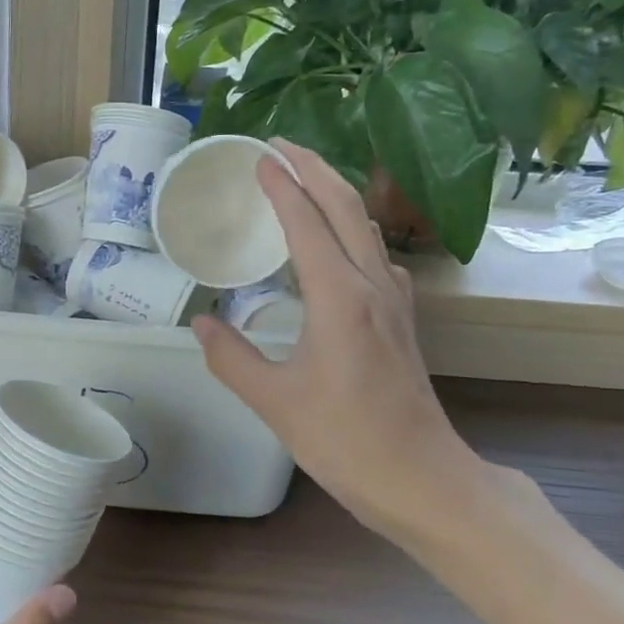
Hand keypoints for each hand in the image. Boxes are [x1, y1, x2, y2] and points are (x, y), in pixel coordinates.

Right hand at [190, 139, 486, 547]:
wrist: (421, 478)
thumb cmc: (345, 440)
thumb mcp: (274, 401)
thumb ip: (230, 357)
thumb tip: (202, 322)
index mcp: (339, 298)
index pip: (307, 222)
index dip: (282, 186)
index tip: (258, 158)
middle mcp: (372, 286)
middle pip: (346, 207)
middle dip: (313, 168)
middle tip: (279, 145)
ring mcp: (393, 301)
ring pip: (365, 227)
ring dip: (334, 193)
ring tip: (303, 179)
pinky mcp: (401, 319)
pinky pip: (375, 254)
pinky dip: (351, 229)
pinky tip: (339, 245)